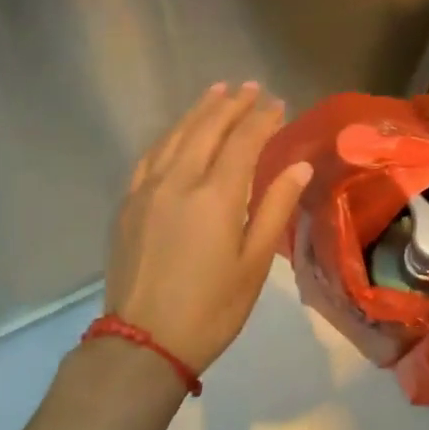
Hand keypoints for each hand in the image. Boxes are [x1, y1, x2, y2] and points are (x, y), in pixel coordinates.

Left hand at [106, 82, 313, 372]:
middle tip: (252, 87)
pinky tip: (178, 131)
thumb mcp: (254, 264)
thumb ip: (275, 208)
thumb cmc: (211, 308)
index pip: (243, 141)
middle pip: (208, 128)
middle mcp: (179, 180)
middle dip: (232, 104)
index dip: (263, 119)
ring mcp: (148, 189)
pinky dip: (170, 135)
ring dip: (200, 110)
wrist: (143, 342)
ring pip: (176, 135)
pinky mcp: (129, 202)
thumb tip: (299, 166)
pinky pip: (150, 155)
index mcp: (216, 196)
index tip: (279, 103)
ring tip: (218, 91)